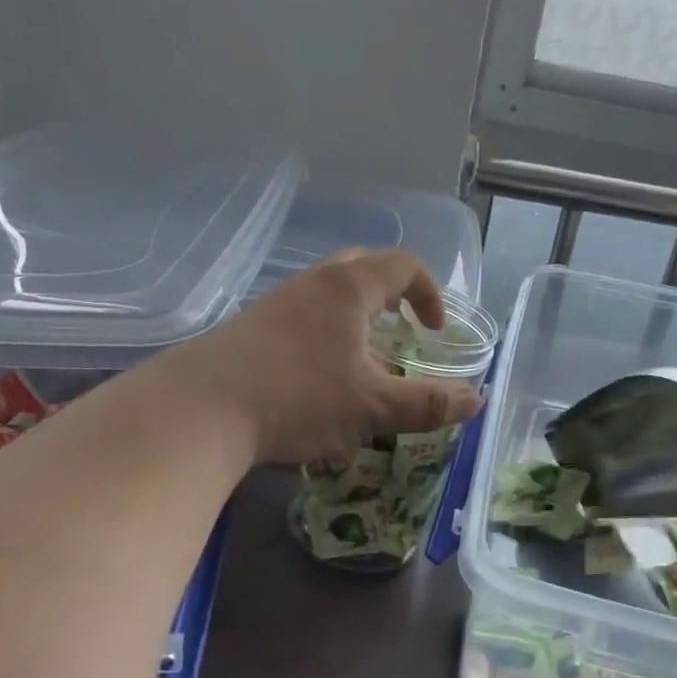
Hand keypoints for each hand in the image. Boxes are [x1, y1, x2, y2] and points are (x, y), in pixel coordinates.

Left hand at [168, 249, 481, 466]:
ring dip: (356, 322)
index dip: (430, 294)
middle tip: (402, 332)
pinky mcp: (249, 328)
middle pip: (362, 268)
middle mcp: (313, 284)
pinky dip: (324, 338)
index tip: (436, 332)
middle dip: (391, 296)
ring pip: (328, 296)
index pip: (404, 266)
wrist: (198, 411)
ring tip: (363, 366)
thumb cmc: (298, 397)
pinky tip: (318, 383)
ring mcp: (276, 304)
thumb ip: (428, 404)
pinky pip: (301, 319)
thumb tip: (478, 400)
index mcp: (349, 289)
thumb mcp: (373, 407)